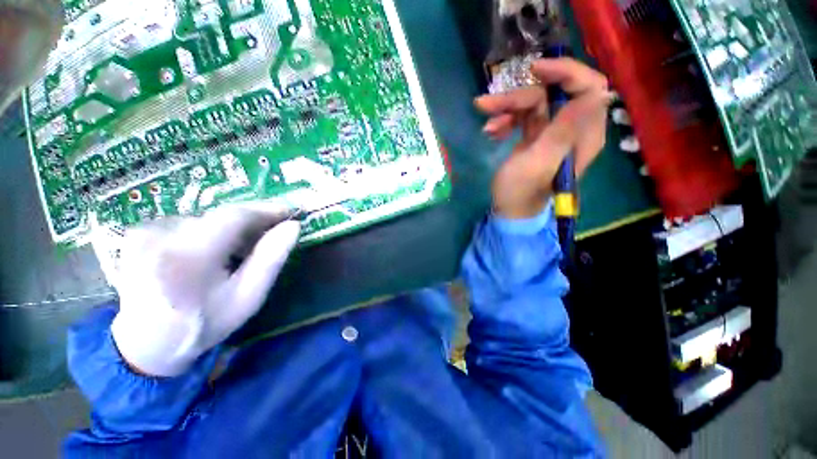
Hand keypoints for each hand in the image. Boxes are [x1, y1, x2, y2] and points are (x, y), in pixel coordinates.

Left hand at [107, 205, 300, 376]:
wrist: (145, 344)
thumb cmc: (204, 324)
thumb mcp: (247, 298)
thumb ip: (271, 259)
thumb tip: (293, 226)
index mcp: (188, 256)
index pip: (235, 216)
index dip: (266, 210)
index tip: (290, 213)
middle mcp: (160, 235)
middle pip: (220, 216)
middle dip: (251, 222)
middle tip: (271, 234)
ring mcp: (144, 232)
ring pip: (206, 219)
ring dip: (229, 229)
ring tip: (239, 250)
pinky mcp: (138, 233)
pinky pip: (187, 223)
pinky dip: (207, 232)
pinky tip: (210, 253)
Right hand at [475, 58, 612, 218]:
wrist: (509, 210)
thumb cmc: (521, 192)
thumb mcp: (539, 163)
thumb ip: (564, 130)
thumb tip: (599, 93)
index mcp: (583, 135)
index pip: (589, 87)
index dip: (565, 72)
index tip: (533, 71)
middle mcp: (572, 128)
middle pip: (552, 94)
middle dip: (519, 97)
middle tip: (488, 105)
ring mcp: (552, 131)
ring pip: (533, 103)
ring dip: (506, 109)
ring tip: (486, 123)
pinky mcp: (536, 135)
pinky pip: (522, 117)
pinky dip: (505, 121)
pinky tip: (490, 132)